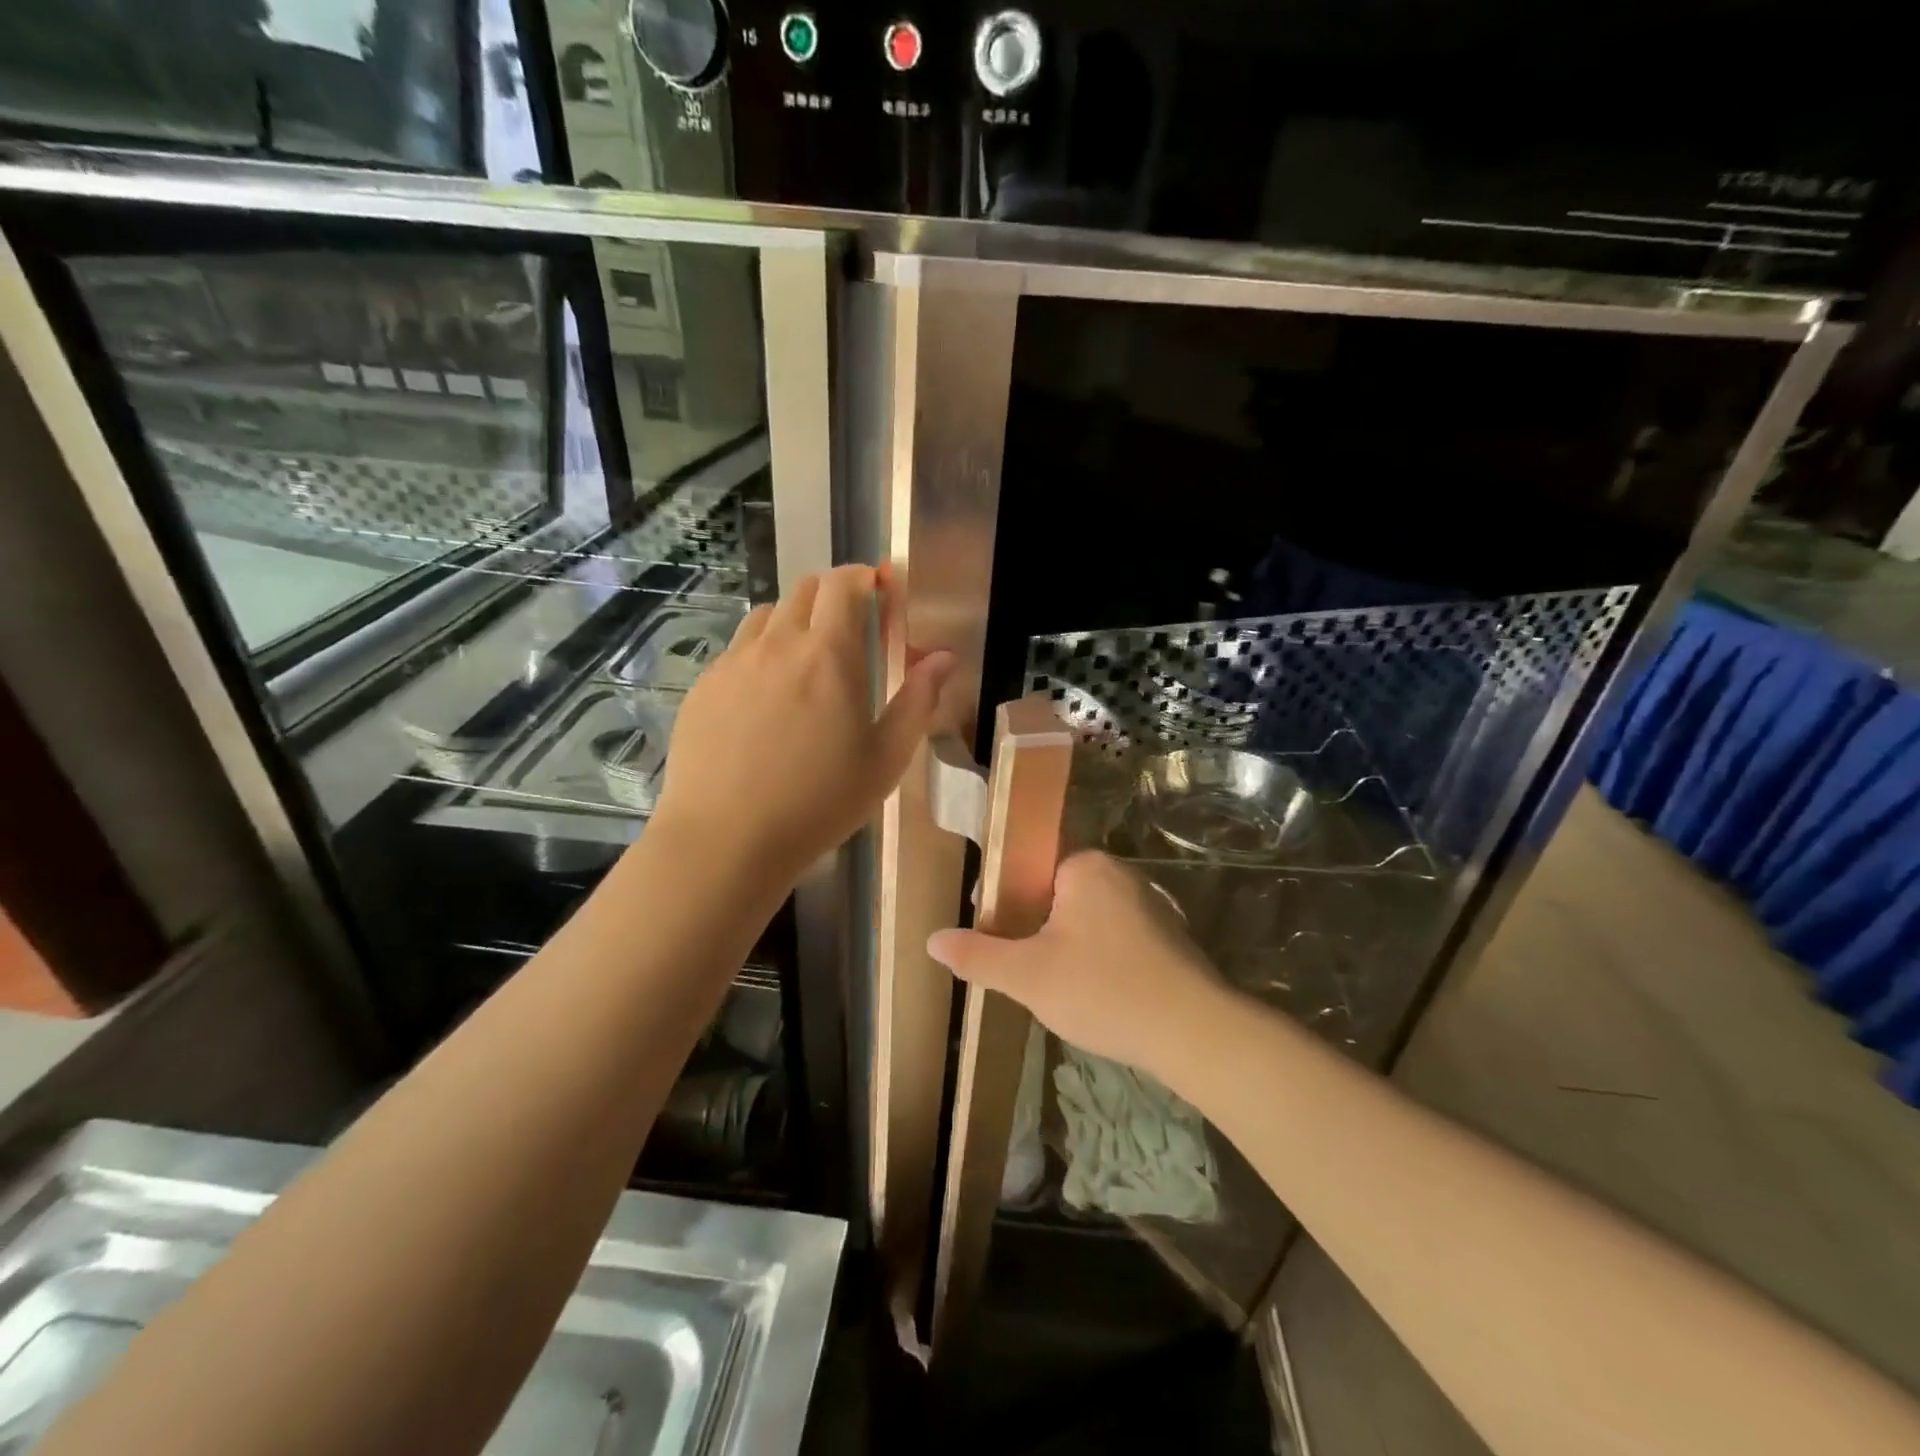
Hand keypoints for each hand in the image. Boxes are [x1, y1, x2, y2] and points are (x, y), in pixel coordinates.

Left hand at [653, 566, 951, 884]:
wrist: (726, 840)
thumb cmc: (819, 802)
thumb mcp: (886, 759)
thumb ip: (918, 700)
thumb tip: (943, 658)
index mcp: (828, 654)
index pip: (845, 584)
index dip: (865, 577)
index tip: (881, 590)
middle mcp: (777, 644)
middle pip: (804, 590)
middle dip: (833, 594)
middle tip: (851, 628)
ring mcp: (733, 663)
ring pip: (767, 615)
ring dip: (794, 620)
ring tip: (806, 660)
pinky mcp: (703, 687)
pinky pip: (737, 650)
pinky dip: (760, 653)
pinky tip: (765, 698)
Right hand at [927, 851, 1235, 1084]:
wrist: (1195, 1033)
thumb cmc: (1103, 989)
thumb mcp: (1027, 975)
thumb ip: (978, 955)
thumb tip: (932, 939)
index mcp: (1085, 866)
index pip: (1029, 864)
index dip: (1002, 896)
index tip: (989, 931)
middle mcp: (1120, 874)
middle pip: (1057, 892)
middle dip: (1032, 924)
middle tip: (1017, 965)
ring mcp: (1151, 905)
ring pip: (1087, 918)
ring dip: (1065, 944)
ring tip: (1051, 985)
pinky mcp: (1169, 938)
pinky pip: (1116, 938)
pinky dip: (1097, 958)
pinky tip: (1093, 994)